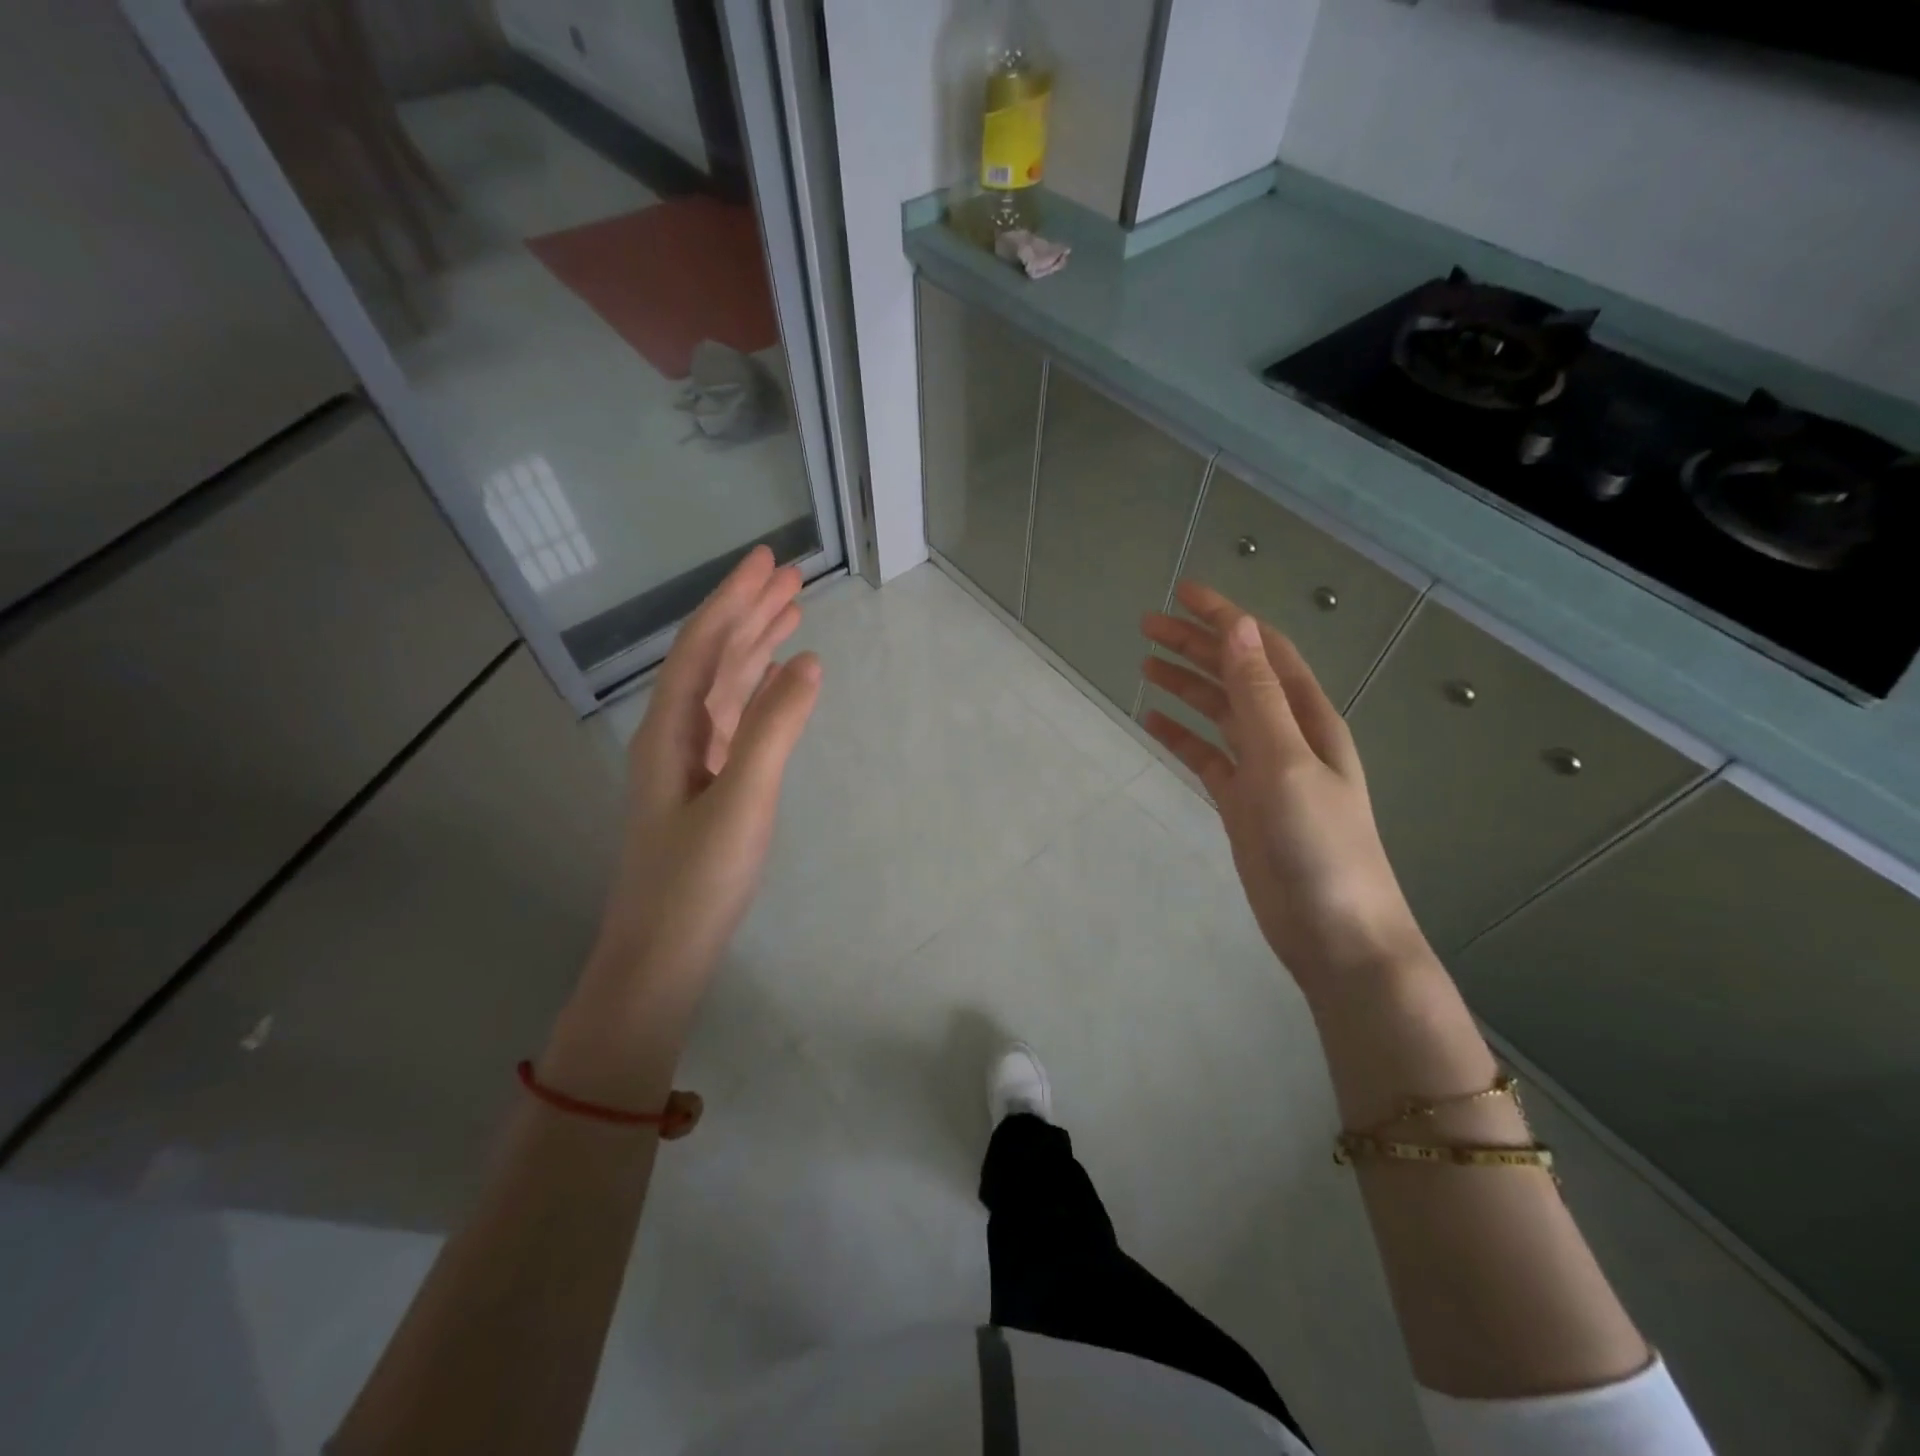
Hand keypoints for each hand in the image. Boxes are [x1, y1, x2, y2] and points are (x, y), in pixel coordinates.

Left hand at [595, 546, 821, 996]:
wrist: (662, 952)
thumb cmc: (697, 879)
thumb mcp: (743, 799)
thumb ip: (774, 728)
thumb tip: (808, 661)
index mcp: (670, 728)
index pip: (704, 645)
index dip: (735, 599)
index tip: (768, 561)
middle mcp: (674, 733)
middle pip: (713, 657)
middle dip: (749, 612)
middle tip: (790, 576)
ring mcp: (690, 760)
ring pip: (724, 686)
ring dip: (755, 647)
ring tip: (791, 613)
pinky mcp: (707, 785)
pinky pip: (733, 719)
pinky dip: (757, 691)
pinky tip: (777, 681)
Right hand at [1140, 582, 1426, 1000]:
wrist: (1335, 934)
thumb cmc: (1318, 846)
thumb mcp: (1286, 763)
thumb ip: (1259, 697)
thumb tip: (1239, 628)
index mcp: (1307, 718)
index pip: (1262, 650)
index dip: (1225, 618)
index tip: (1182, 593)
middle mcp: (1287, 735)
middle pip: (1236, 675)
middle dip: (1196, 646)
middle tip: (1146, 625)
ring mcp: (1264, 770)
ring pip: (1219, 712)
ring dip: (1187, 684)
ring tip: (1145, 662)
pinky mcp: (1243, 802)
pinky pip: (1207, 755)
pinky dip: (1181, 735)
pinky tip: (1154, 721)